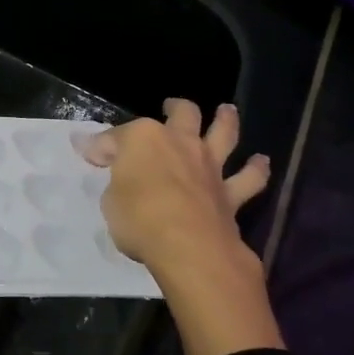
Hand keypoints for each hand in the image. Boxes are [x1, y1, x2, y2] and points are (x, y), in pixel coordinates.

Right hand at [84, 99, 281, 354]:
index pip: (116, 137)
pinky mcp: (231, 192)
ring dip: (226, 120)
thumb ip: (114, 179)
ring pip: (223, 133)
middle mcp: (180, 142)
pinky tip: (261, 162)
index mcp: (143, 138)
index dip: (102, 146)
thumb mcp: (109, 200)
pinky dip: (256, 170)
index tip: (92, 156)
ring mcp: (209, 165)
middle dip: (175, 108)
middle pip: (182, 114)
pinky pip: (249, 178)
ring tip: (226, 111)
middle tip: (171, 106)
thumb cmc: (139, 219)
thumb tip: (105, 160)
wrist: (189, 248)